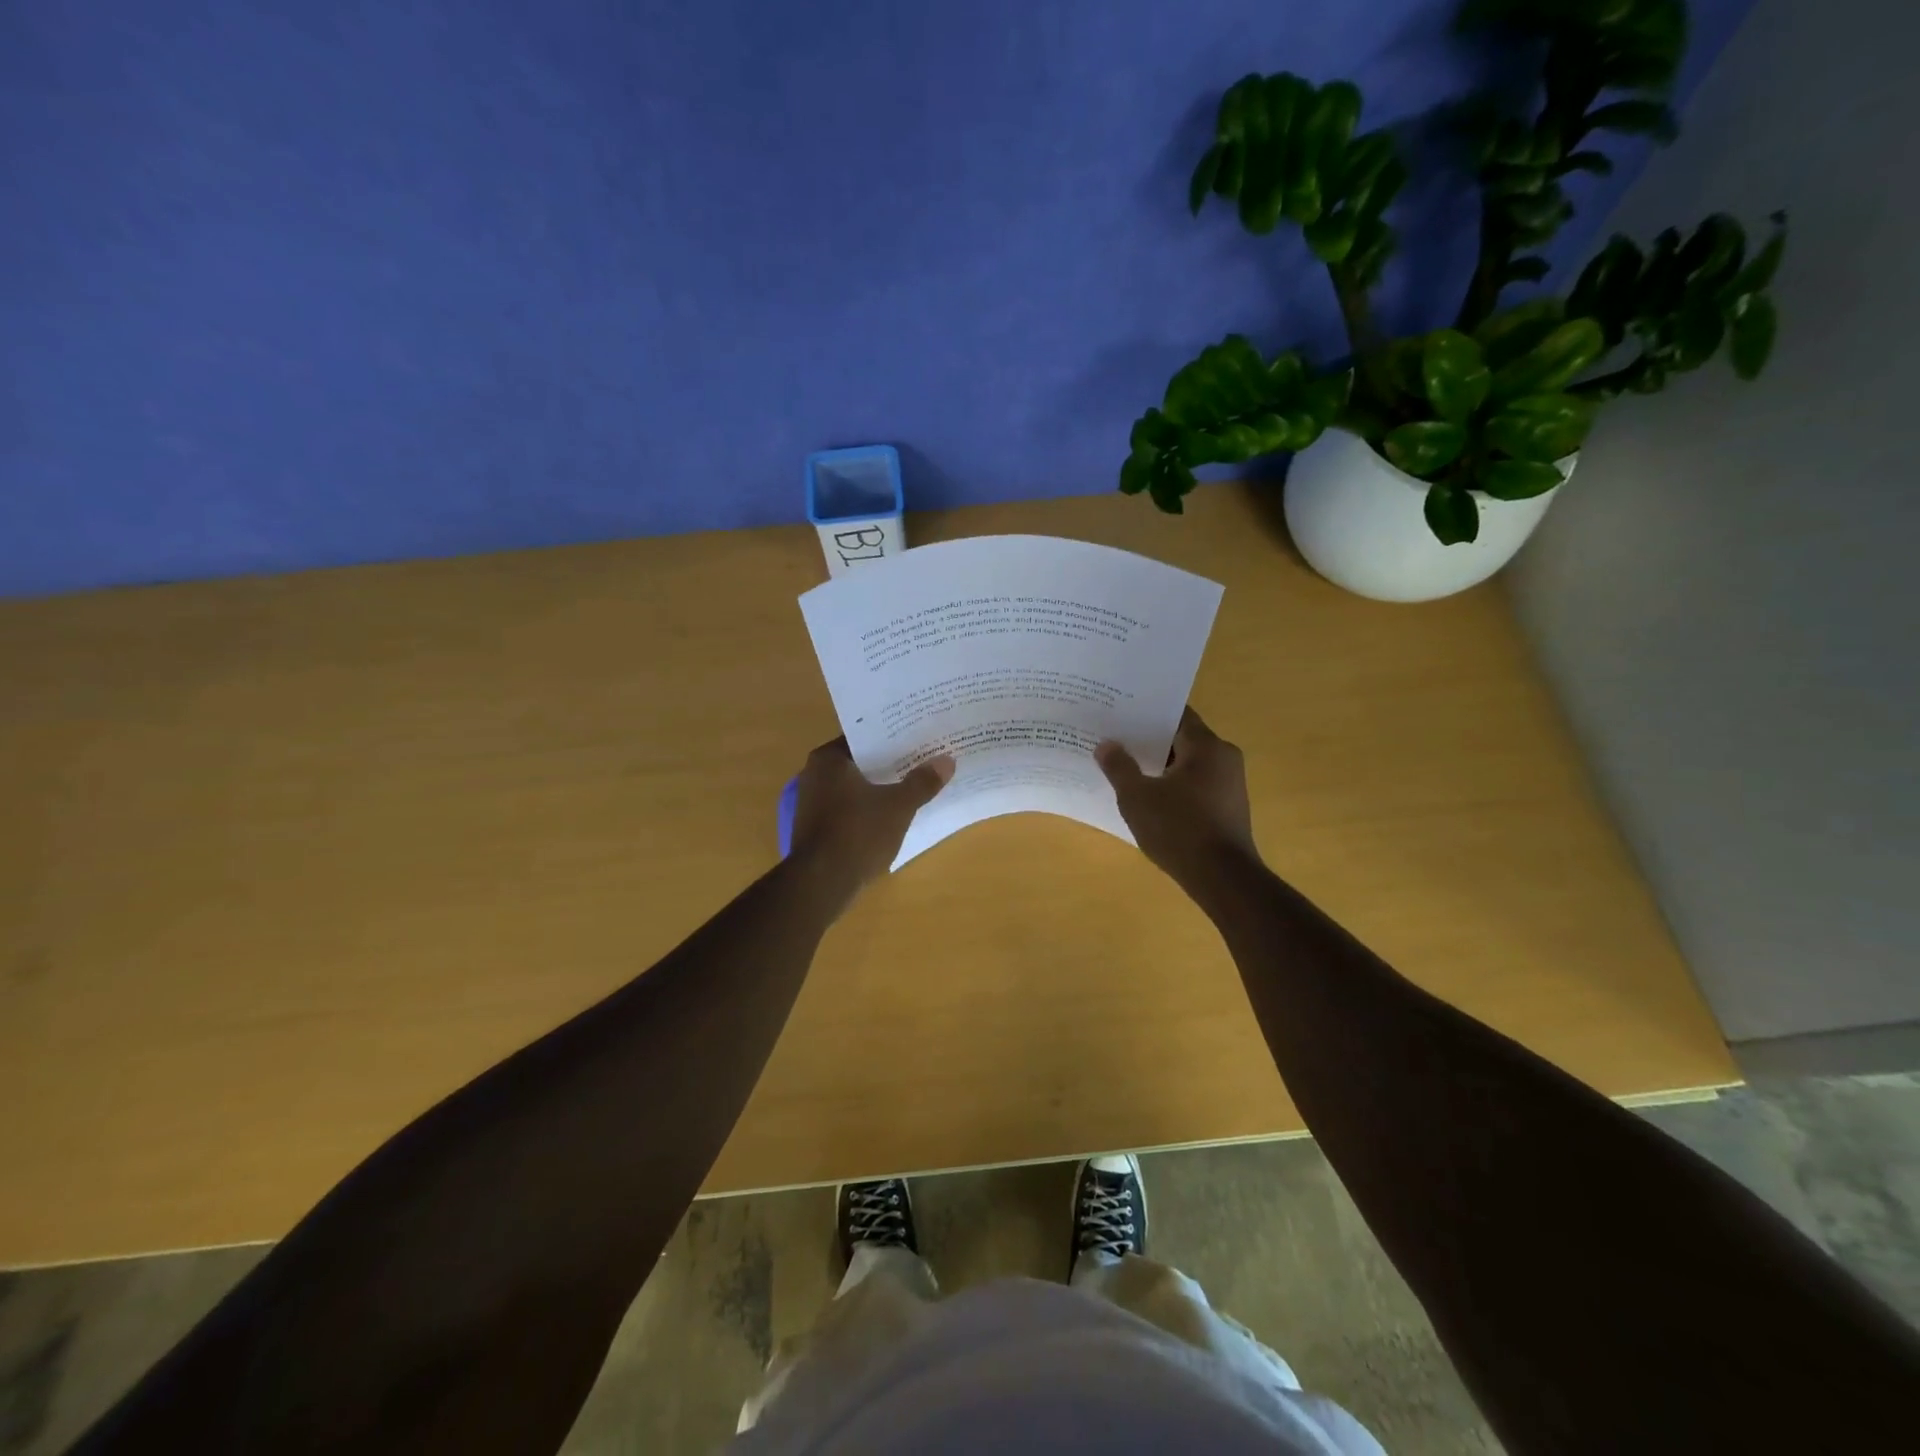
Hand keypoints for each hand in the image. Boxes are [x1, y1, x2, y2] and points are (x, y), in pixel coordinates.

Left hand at [789, 738, 953, 901]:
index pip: (865, 737)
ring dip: (880, 788)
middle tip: (923, 759)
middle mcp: (814, 774)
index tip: (918, 737)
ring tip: (914, 785)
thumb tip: (946, 761)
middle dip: (890, 763)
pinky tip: (894, 814)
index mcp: (828, 759)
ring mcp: (812, 803)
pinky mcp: (817, 828)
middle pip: (861, 762)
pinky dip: (869, 809)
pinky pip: (849, 809)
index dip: (893, 737)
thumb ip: (922, 782)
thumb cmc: (858, 833)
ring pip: (855, 787)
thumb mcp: (898, 806)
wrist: (821, 884)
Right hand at [1096, 707, 1258, 886]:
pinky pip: (1196, 786)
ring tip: (1126, 768)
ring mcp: (1230, 784)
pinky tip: (1149, 798)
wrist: (1223, 879)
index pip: (1176, 714)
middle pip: (1182, 739)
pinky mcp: (1229, 808)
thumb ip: (1119, 767)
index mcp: (1207, 746)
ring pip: (1189, 764)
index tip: (1120, 713)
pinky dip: (1174, 786)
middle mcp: (1225, 758)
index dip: (1147, 713)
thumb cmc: (1179, 830)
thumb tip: (1106, 745)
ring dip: (1161, 766)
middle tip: (1116, 739)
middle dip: (1149, 740)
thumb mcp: (1137, 797)